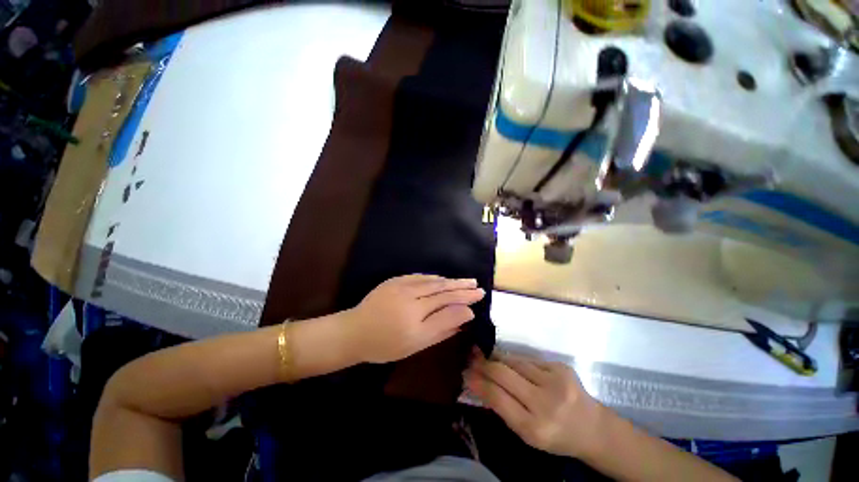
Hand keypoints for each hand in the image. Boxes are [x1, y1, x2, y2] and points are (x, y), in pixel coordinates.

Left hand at [345, 274, 485, 363]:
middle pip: (442, 288)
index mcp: (416, 314)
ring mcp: (401, 285)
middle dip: (461, 286)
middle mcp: (410, 295)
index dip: (465, 297)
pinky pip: (419, 277)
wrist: (354, 332)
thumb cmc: (385, 345)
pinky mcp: (394, 280)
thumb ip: (442, 328)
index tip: (480, 295)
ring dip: (450, 280)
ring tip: (465, 281)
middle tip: (477, 285)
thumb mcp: (416, 344)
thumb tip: (465, 314)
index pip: (447, 301)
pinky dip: (433, 278)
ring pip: (432, 281)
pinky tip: (442, 278)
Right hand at [465, 352, 604, 457]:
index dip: (479, 382)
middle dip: (484, 364)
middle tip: (472, 358)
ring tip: (488, 358)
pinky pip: (528, 359)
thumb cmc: (555, 435)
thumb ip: (502, 408)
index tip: (467, 373)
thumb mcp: (526, 433)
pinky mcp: (561, 367)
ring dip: (498, 359)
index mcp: (534, 428)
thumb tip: (477, 382)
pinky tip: (513, 364)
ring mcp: (555, 381)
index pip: (497, 397)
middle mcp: (545, 403)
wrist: (593, 428)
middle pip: (503, 373)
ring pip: (514, 361)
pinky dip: (516, 361)